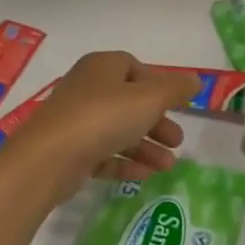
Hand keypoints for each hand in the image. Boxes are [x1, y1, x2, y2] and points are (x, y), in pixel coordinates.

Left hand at [0, 53, 198, 203]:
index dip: (157, 84)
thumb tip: (195, 80)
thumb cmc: (104, 116)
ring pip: (118, 130)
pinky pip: (103, 154)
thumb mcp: (149, 98)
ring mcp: (75, 121)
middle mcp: (87, 89)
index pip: (133, 67)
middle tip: (177, 141)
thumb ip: (175, 89)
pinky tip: (144, 177)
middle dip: (156, 122)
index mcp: (102, 67)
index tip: (176, 104)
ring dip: (146, 147)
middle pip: (129, 102)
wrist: (49, 158)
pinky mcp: (68, 151)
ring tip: (168, 167)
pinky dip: (124, 163)